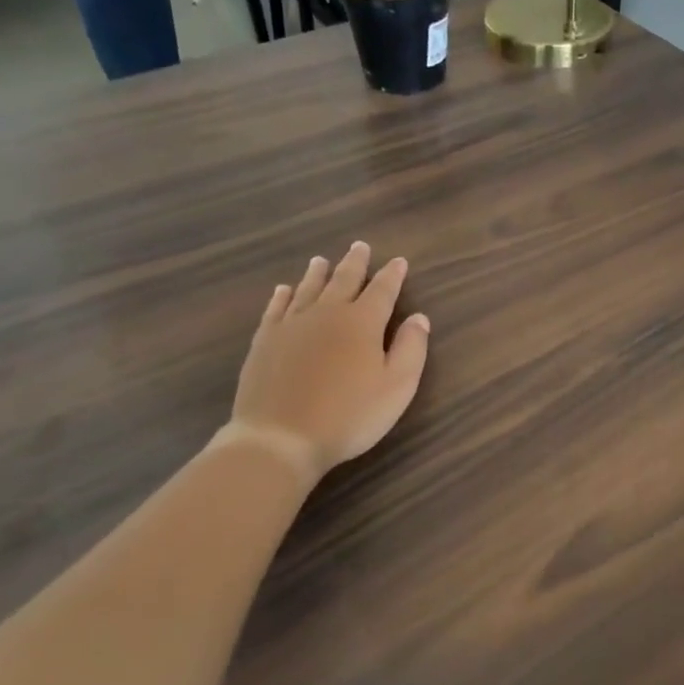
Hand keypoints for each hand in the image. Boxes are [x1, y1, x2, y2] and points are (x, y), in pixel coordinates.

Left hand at [219, 243, 430, 481]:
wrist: (280, 438)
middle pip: (344, 281)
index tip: (399, 261)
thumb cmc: (349, 415)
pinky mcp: (265, 342)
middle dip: (355, 263)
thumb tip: (419, 317)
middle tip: (360, 246)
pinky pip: (276, 309)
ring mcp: (291, 325)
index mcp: (362, 322)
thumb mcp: (397, 387)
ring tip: (322, 260)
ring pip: (308, 289)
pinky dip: (283, 295)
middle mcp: (327, 314)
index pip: (382, 290)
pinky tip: (284, 290)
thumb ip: (411, 349)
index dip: (392, 275)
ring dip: (318, 273)